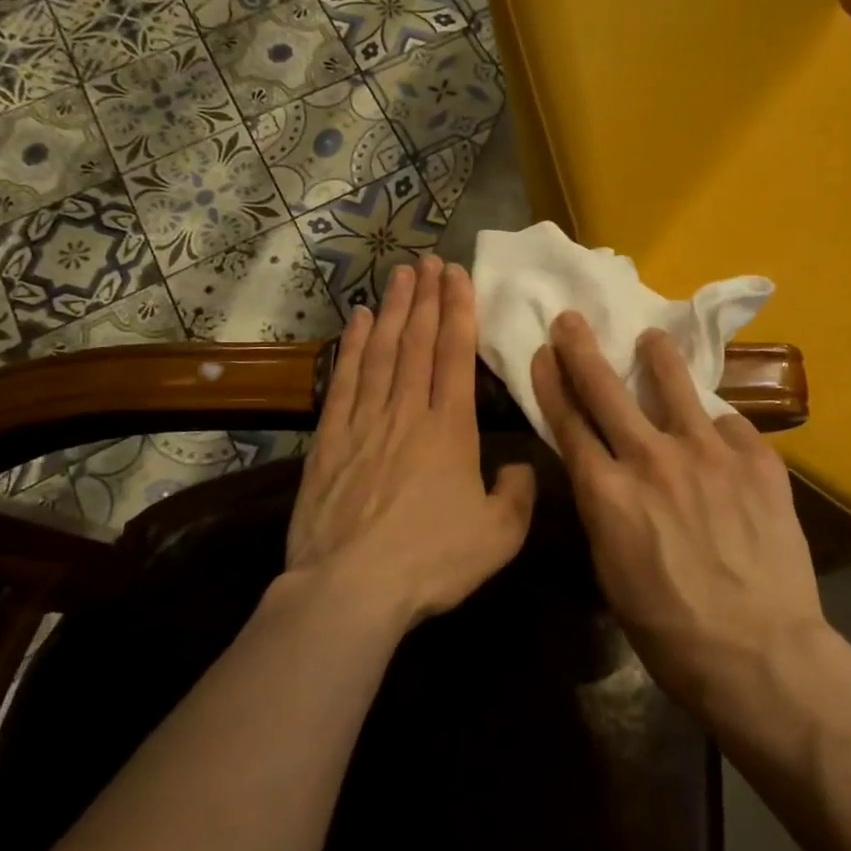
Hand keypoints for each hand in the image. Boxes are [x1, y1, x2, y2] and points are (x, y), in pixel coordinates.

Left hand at [287, 255, 536, 627]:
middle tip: (429, 260)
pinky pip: (344, 380)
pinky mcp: (330, 439)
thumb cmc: (431, 562)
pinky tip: (356, 320)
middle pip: (417, 342)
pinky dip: (351, 346)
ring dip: (392, 309)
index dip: (458, 311)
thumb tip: (519, 466)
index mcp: (451, 430)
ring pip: (381, 352)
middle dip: (426, 297)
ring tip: (400, 275)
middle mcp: (407, 412)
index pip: (455, 356)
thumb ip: (518, 494)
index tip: (457, 275)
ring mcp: (365, 422)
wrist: (350, 589)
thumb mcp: (498, 537)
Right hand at [530, 311, 823, 712]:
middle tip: (573, 319)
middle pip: (607, 389)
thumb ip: (607, 510)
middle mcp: (651, 458)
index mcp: (607, 492)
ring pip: (674, 384)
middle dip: (583, 349)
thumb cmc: (670, 630)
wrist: (759, 653)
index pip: (569, 422)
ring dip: (657, 357)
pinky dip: (717, 429)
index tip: (544, 353)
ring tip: (651, 339)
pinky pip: (729, 425)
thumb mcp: (613, 570)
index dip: (552, 383)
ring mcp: (707, 452)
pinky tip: (719, 436)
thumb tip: (608, 477)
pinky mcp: (756, 458)